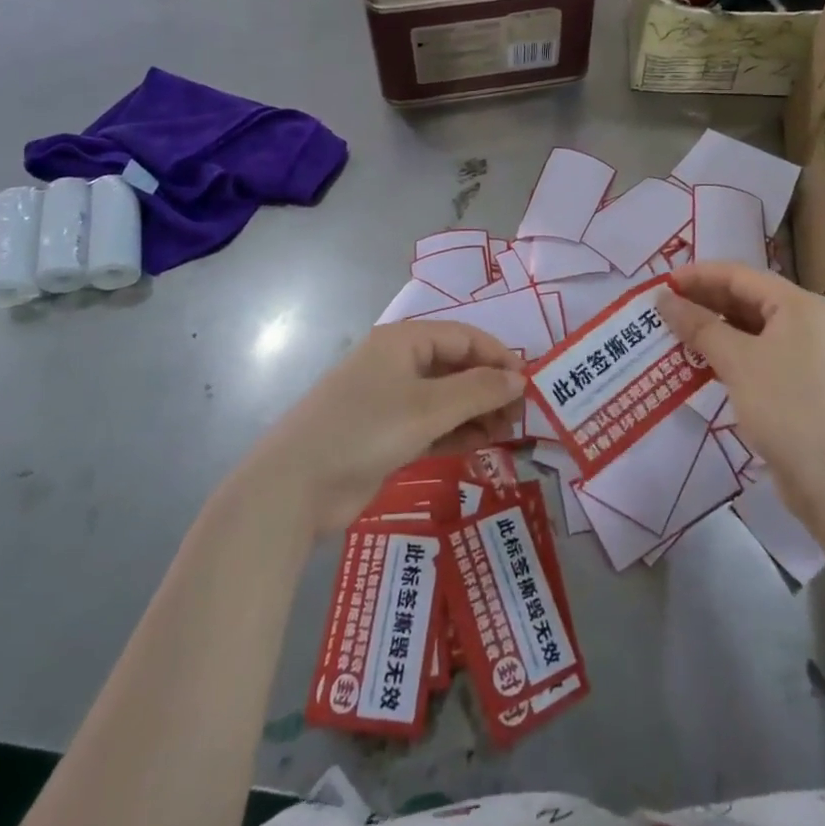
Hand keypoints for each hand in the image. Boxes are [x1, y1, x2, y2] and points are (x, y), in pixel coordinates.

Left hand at [243, 321, 525, 539]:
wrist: (295, 487)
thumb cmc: (366, 430)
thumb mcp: (429, 408)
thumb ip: (479, 391)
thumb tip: (520, 379)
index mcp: (404, 341)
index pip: (464, 337)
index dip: (499, 356)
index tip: (529, 382)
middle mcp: (398, 364)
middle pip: (456, 366)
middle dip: (490, 387)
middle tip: (521, 416)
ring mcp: (390, 401)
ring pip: (446, 398)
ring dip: (477, 412)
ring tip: (508, 434)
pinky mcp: (386, 435)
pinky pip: (432, 425)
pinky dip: (457, 432)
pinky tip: (482, 446)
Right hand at [657, 263, 824, 535]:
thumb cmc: (787, 407)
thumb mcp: (738, 361)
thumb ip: (698, 326)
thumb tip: (662, 298)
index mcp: (796, 304)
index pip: (739, 274)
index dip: (698, 275)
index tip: (660, 284)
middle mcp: (802, 322)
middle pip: (744, 299)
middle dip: (702, 302)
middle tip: (660, 310)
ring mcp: (801, 355)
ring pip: (746, 329)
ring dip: (710, 330)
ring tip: (671, 335)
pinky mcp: (794, 385)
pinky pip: (752, 356)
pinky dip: (724, 355)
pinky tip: (696, 365)